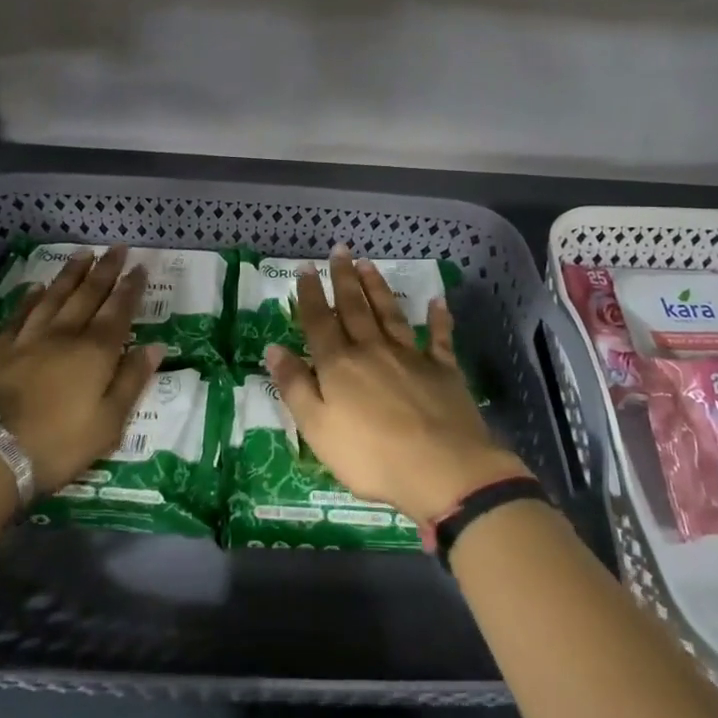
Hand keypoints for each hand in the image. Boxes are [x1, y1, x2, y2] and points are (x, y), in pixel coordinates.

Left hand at [0, 245, 162, 494]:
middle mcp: (65, 335)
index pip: (119, 311)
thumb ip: (132, 382)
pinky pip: (20, 314)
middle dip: (105, 270)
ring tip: (83, 254)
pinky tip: (36, 288)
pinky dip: (31, 298)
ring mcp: (29, 339)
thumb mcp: (108, 423)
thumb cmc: (57, 444)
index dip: (131, 288)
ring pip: (55, 296)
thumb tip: (155, 347)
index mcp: (96, 352)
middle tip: (117, 247)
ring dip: (71, 274)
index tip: (140, 267)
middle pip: (88, 295)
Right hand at [265, 247, 529, 525]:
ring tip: (368, 264)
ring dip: (378, 288)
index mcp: (339, 365)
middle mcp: (373, 350)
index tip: (306, 267)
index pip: (319, 322)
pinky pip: (440, 338)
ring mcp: (411, 357)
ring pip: (390, 314)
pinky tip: (437, 302)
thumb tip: (274, 348)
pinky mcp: (443, 370)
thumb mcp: (317, 428)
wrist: (441, 468)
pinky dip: (438, 318)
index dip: (310, 294)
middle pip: (355, 308)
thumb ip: (295, 386)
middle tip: (340, 250)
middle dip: (344, 278)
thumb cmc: (370, 455)